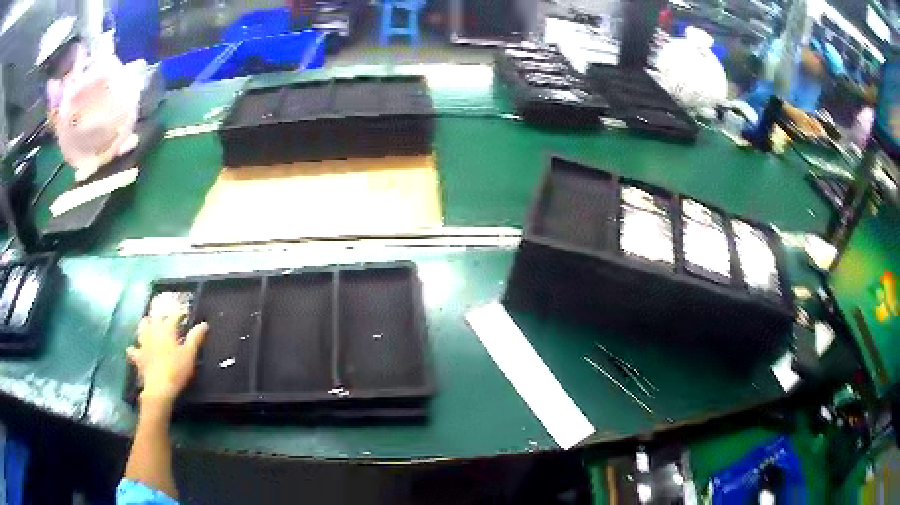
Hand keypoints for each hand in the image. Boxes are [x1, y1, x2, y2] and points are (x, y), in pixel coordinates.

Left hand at [128, 316, 207, 407]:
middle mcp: (152, 332)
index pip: (173, 316)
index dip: (179, 313)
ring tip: (150, 327)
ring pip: (142, 327)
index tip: (184, 313)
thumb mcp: (190, 354)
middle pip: (154, 317)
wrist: (159, 388)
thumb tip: (204, 324)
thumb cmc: (176, 370)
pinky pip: (133, 350)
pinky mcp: (138, 357)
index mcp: (166, 329)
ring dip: (146, 325)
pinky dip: (135, 349)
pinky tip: (135, 350)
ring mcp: (143, 344)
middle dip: (160, 316)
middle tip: (167, 320)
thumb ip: (196, 338)